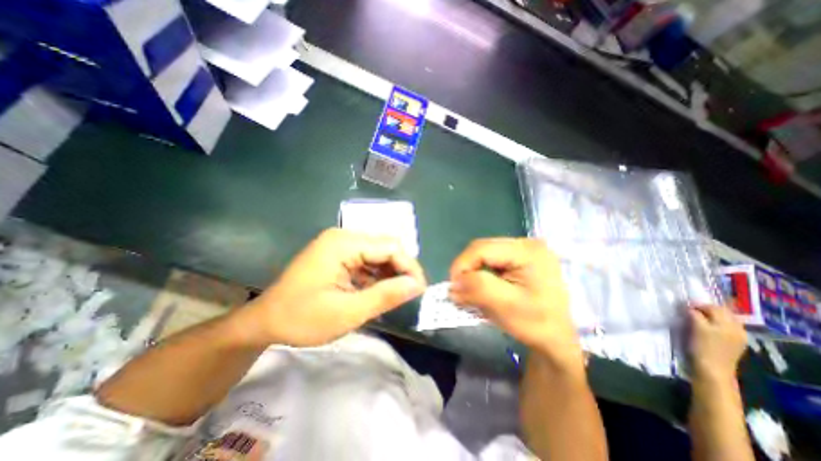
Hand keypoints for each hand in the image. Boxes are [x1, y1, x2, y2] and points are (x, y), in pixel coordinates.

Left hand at [241, 228, 426, 347]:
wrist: (265, 321)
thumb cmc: (302, 318)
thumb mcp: (348, 312)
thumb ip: (385, 296)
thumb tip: (417, 285)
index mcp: (343, 243)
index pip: (390, 246)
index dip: (409, 266)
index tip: (420, 290)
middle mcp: (343, 236)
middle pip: (385, 247)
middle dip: (400, 270)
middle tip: (408, 295)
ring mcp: (340, 244)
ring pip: (378, 253)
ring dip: (389, 273)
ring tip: (393, 295)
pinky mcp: (338, 253)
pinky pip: (367, 259)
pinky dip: (376, 275)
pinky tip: (376, 291)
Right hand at [447, 239, 578, 368]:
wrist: (557, 338)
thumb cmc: (537, 324)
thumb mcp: (506, 306)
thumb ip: (479, 288)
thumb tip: (453, 283)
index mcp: (527, 251)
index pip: (482, 249)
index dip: (462, 265)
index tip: (453, 288)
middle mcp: (525, 243)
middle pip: (482, 249)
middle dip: (466, 270)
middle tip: (460, 291)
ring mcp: (522, 250)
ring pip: (483, 255)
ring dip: (472, 273)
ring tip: (470, 292)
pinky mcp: (518, 259)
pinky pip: (490, 261)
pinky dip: (480, 275)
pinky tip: (482, 289)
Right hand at [688, 307, 748, 380]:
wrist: (713, 369)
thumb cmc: (702, 347)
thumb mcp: (696, 328)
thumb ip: (695, 315)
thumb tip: (690, 308)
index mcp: (727, 324)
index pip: (714, 307)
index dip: (698, 305)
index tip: (686, 307)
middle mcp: (737, 328)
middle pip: (724, 312)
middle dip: (708, 309)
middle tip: (692, 311)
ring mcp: (739, 336)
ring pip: (727, 319)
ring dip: (714, 316)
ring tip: (700, 318)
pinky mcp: (737, 343)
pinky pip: (729, 327)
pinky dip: (719, 323)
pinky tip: (710, 328)